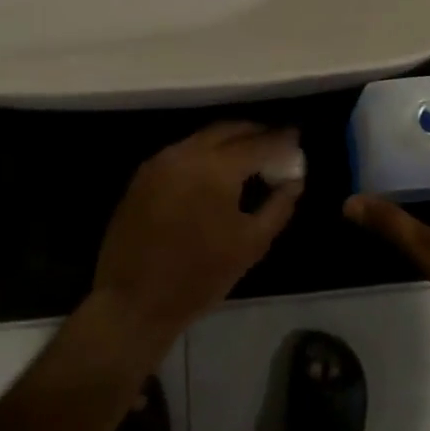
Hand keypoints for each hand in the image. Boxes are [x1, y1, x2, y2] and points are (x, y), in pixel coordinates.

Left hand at [93, 122, 303, 351]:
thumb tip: (294, 180)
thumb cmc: (199, 276)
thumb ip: (278, 206)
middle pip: (229, 129)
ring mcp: (162, 160)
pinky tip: (218, 169)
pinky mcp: (145, 173)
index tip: (297, 137)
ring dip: (230, 139)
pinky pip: (184, 150)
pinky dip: (206, 152)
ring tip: (251, 153)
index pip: (258, 143)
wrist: (133, 301)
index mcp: (216, 167)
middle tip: (277, 141)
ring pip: (204, 137)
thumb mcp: (251, 244)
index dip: (281, 139)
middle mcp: (187, 152)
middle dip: (255, 132)